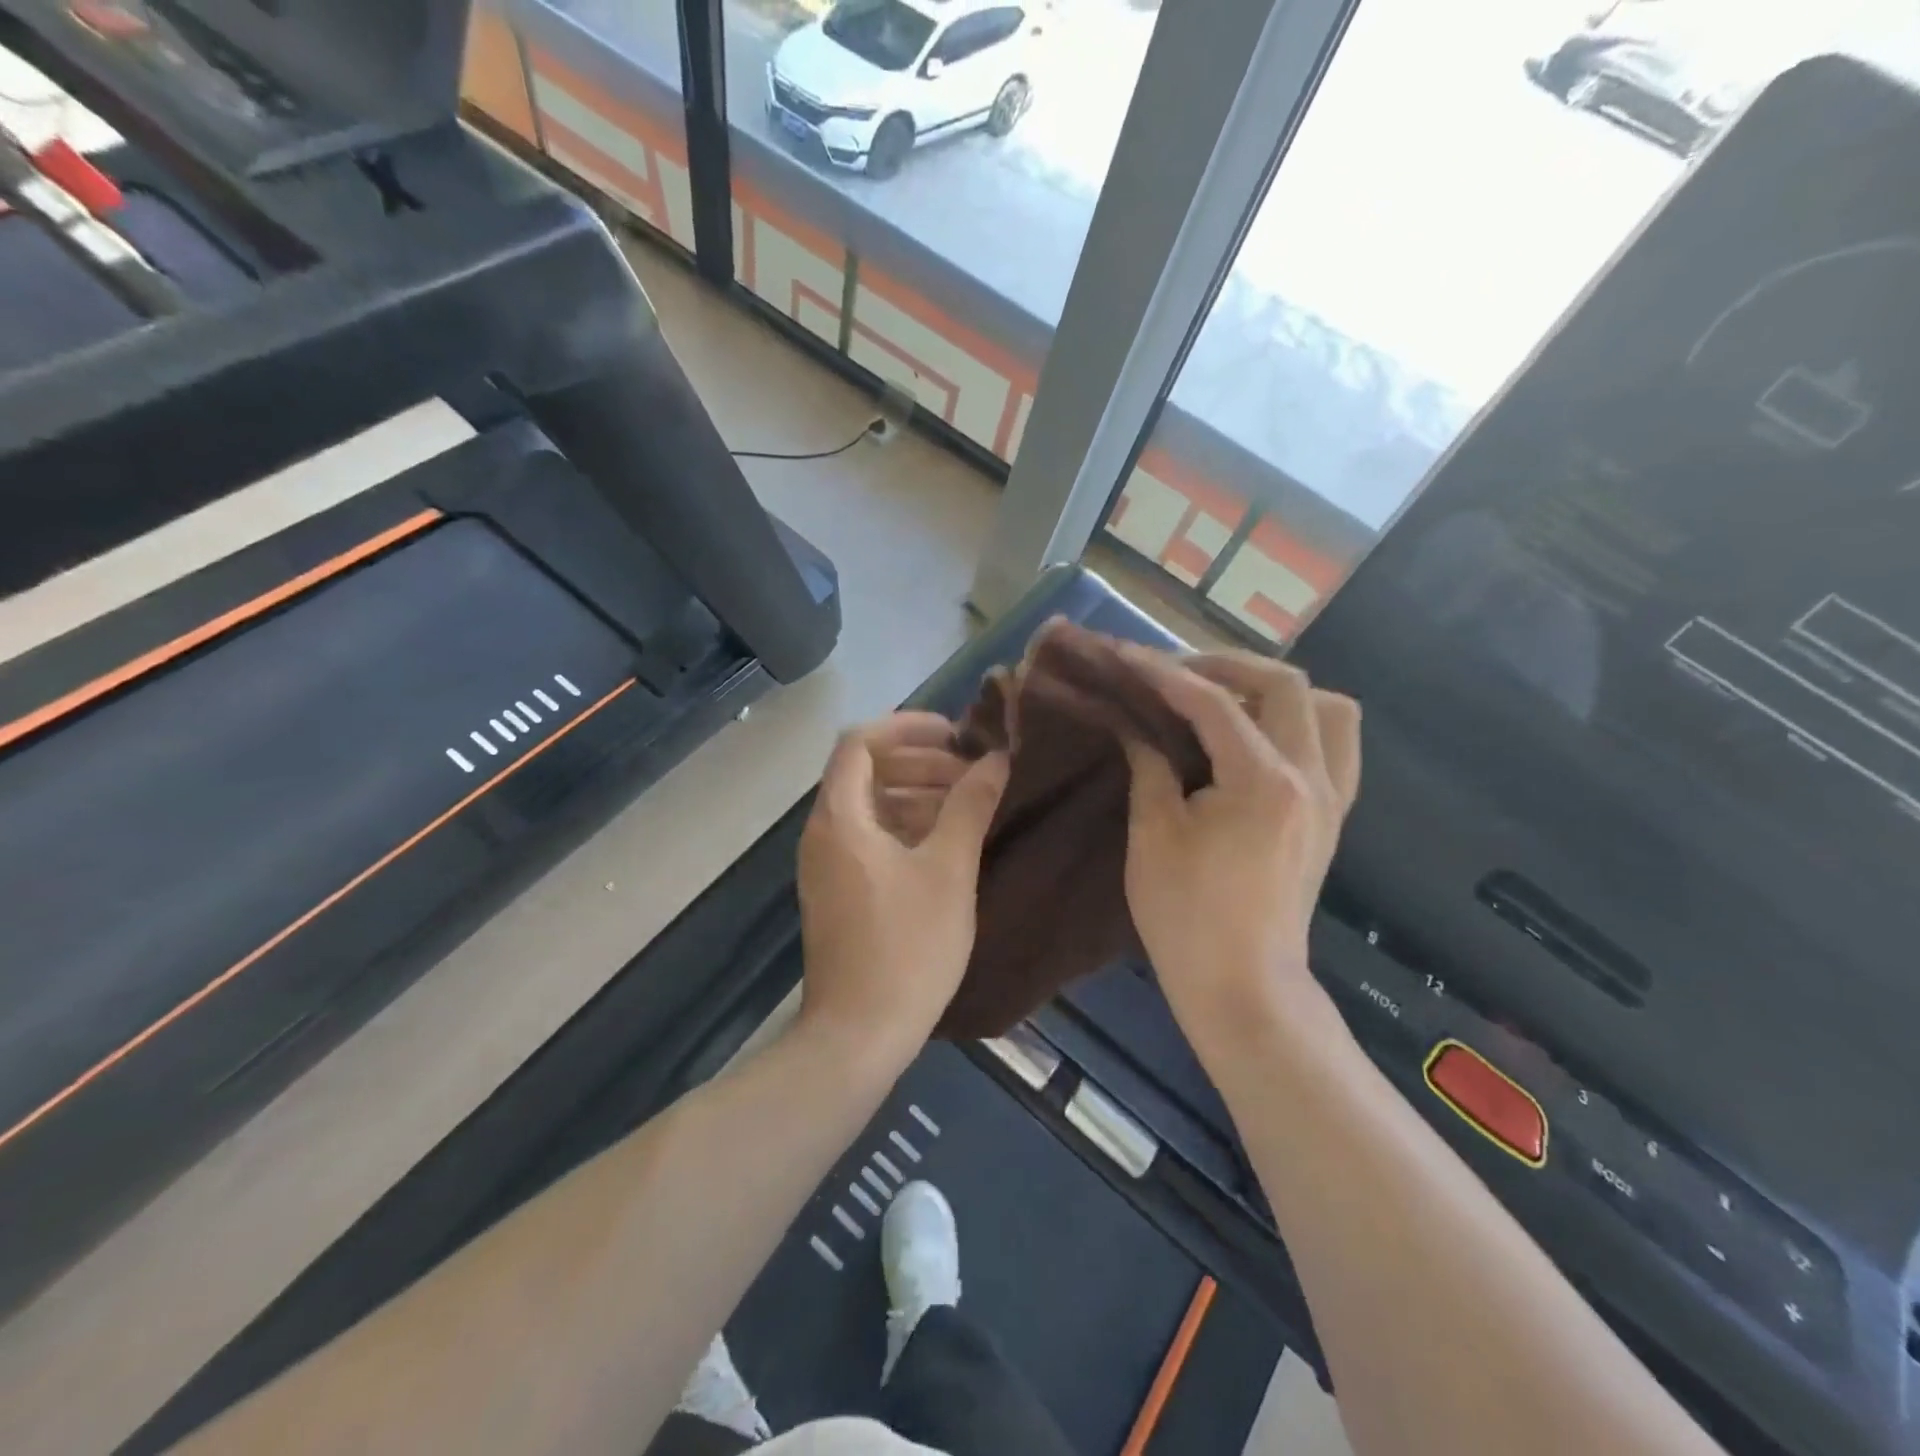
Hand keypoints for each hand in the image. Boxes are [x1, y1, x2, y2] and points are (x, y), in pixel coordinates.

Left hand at [797, 714, 1008, 1052]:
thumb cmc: (907, 947)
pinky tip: (944, 843)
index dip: (907, 727)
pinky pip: (868, 837)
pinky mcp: (837, 892)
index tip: (954, 733)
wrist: (858, 1036)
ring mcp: (826, 865)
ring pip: (868, 806)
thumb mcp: (949, 871)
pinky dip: (903, 826)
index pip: (860, 742)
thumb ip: (970, 806)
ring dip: (915, 794)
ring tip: (965, 803)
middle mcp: (823, 833)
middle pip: (864, 771)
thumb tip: (996, 759)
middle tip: (969, 771)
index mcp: (840, 818)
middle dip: (919, 762)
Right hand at [1121, 648, 1360, 1038]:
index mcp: (1261, 782)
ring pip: (1329, 710)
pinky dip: (1300, 726)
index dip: (1165, 673)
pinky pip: (1334, 747)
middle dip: (1229, 667)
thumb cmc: (1187, 915)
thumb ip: (1149, 767)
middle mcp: (1309, 778)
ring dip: (1277, 692)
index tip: (1128, 656)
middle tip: (1181, 674)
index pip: (1213, 703)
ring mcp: (1330, 798)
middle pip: (1287, 686)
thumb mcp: (1152, 835)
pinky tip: (1259, 742)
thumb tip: (1137, 728)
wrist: (1243, 986)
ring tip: (1229, 702)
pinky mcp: (1332, 818)